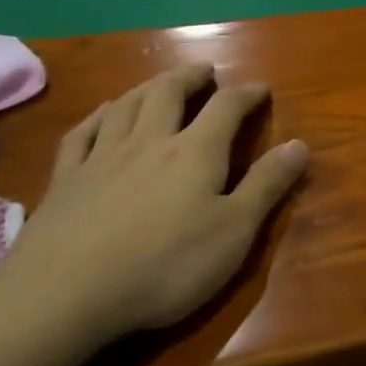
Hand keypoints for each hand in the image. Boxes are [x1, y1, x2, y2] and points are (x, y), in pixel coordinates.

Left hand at [0, 65, 307, 345]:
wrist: (65, 294)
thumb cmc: (165, 265)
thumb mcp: (234, 231)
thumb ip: (266, 185)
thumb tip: (300, 145)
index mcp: (195, 151)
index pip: (226, 108)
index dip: (246, 94)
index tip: (260, 88)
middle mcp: (149, 141)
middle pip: (169, 93)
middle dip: (191, 78)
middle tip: (204, 71)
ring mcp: (102, 157)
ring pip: (126, 105)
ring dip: (148, 86)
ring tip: (160, 82)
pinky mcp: (65, 180)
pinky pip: (82, 132)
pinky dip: (98, 115)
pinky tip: (102, 112)